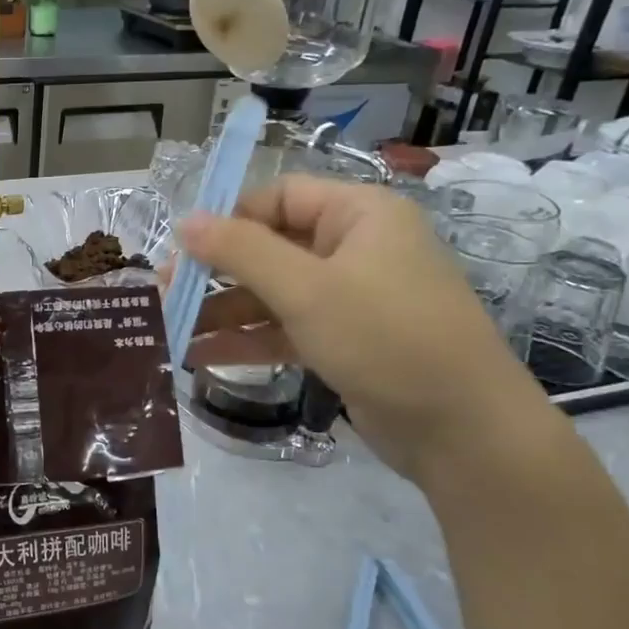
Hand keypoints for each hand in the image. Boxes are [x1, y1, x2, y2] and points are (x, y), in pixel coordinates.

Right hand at [176, 176, 547, 483]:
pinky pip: (286, 328)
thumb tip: (185, 221)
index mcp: (358, 215)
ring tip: (170, 331)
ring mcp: (351, 297)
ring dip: (224, 312)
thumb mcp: (306, 290)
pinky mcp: (345, 340)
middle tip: (164, 293)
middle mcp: (355, 248)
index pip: (278, 197)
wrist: (464, 431)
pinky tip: (200, 357)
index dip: (228, 219)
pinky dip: (247, 339)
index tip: (182, 250)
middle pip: (270, 247)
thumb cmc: (386, 338)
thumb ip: (241, 252)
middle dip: (216, 272)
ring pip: (273, 293)